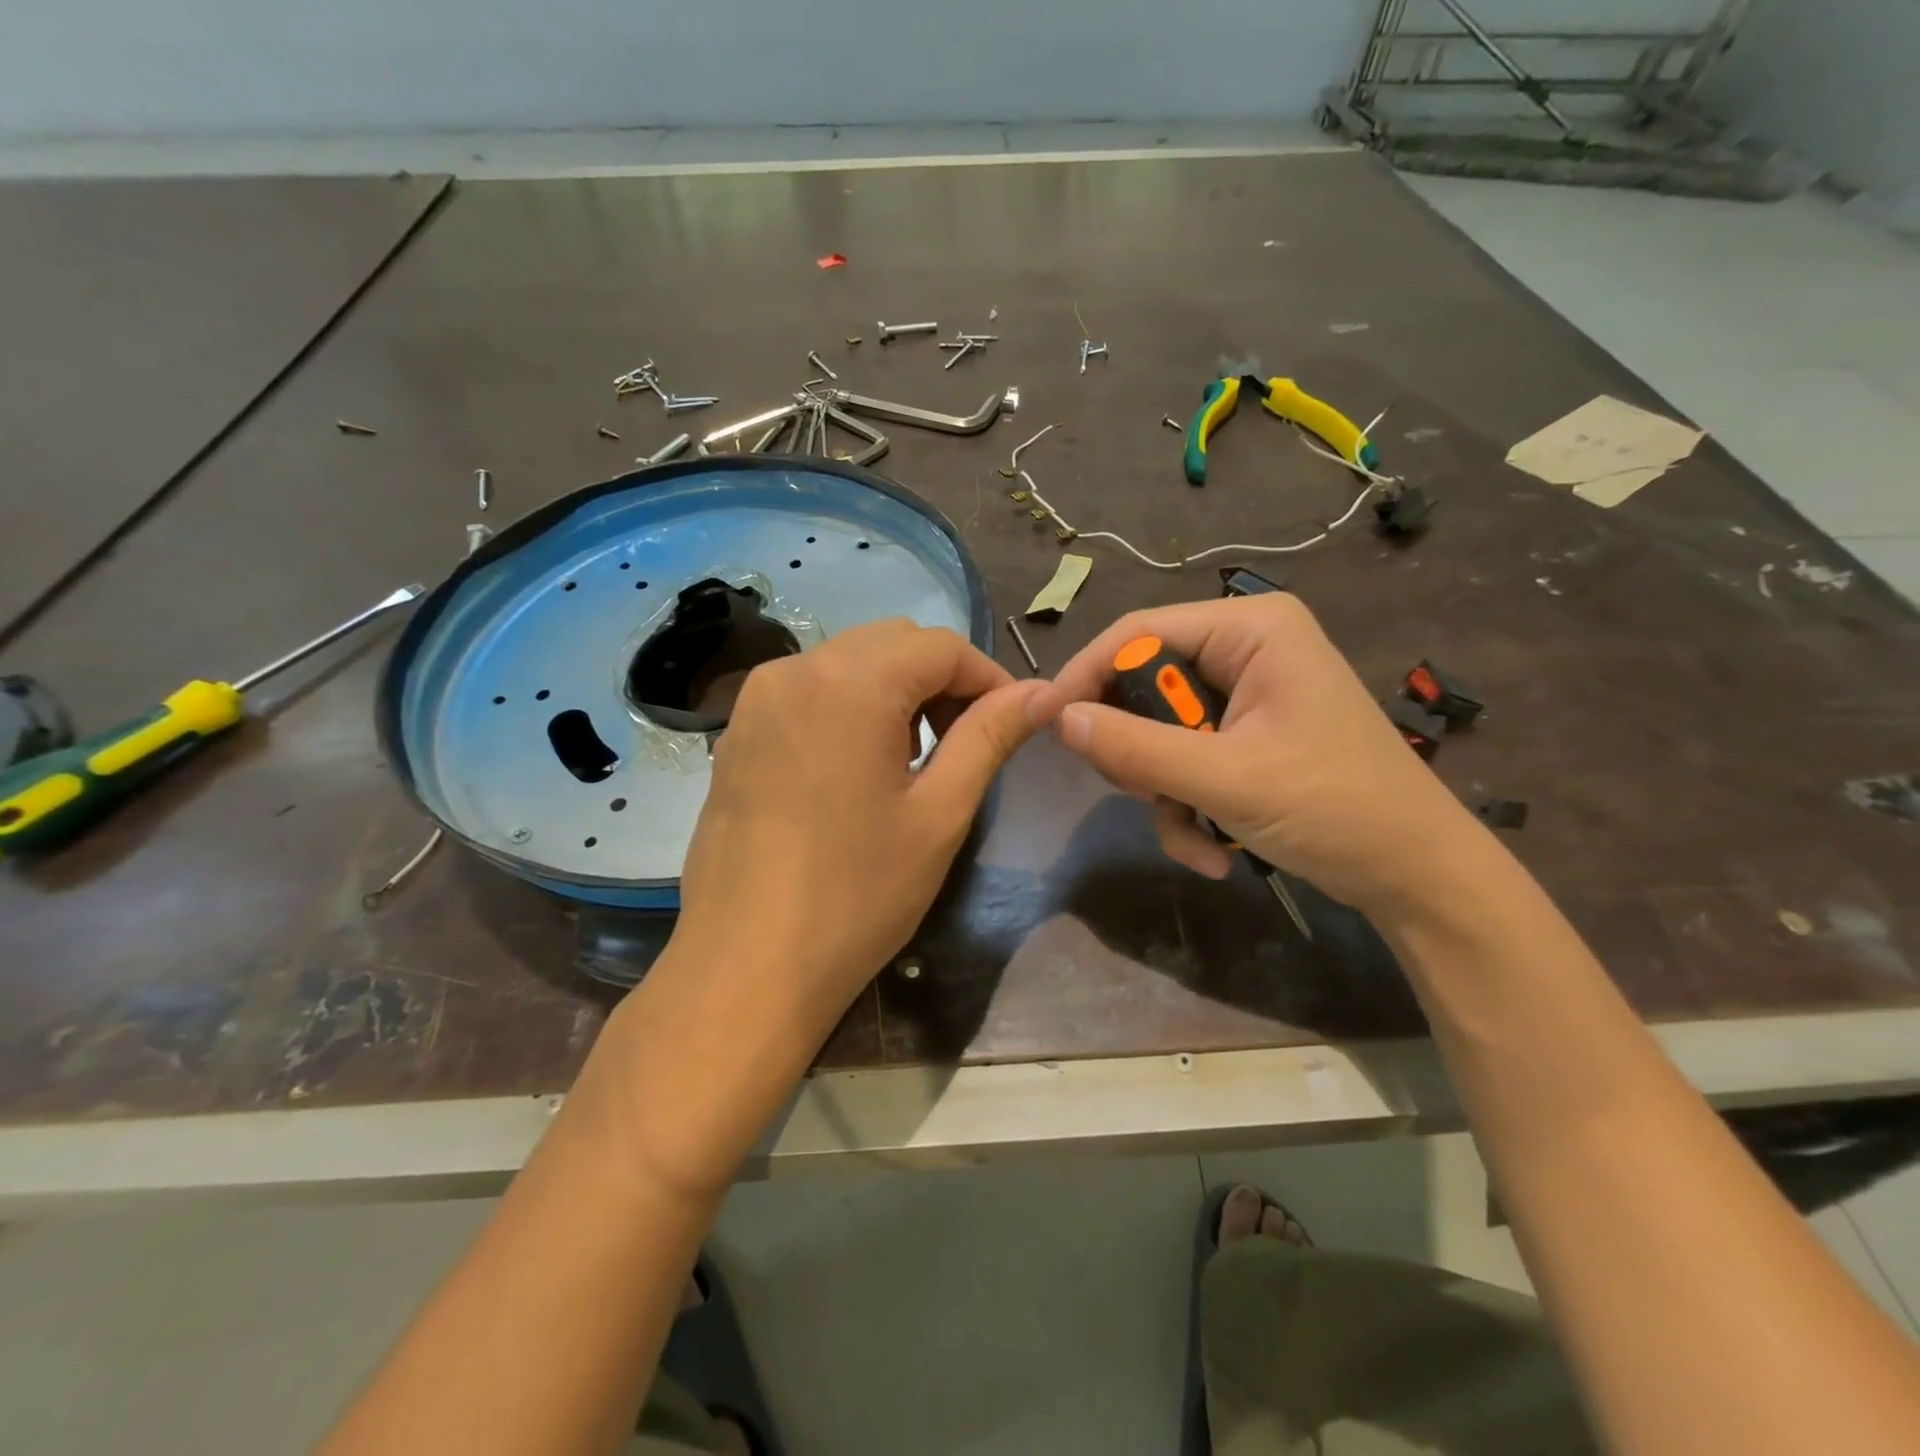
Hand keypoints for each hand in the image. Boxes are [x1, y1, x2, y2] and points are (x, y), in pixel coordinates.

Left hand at [672, 619, 1052, 1036]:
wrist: (745, 969)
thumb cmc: (856, 896)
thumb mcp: (939, 814)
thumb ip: (990, 737)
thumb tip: (1043, 692)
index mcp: (850, 681)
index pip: (940, 646)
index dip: (987, 677)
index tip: (1012, 723)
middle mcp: (795, 669)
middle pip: (891, 644)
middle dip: (941, 680)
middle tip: (966, 743)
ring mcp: (756, 699)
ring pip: (848, 662)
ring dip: (895, 691)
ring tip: (914, 759)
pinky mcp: (737, 732)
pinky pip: (809, 691)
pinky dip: (850, 706)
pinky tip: (858, 767)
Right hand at [1049, 594, 1479, 918]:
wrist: (1417, 877)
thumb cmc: (1335, 809)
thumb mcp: (1225, 778)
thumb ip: (1135, 747)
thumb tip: (1057, 720)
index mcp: (1251, 630)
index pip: (1138, 632)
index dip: (1086, 675)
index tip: (1047, 725)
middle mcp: (1247, 649)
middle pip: (1146, 687)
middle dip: (1141, 755)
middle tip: (1146, 795)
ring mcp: (1248, 695)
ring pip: (1160, 733)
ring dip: (1166, 794)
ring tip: (1198, 837)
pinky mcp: (1248, 736)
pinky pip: (1186, 760)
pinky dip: (1189, 807)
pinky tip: (1216, 850)